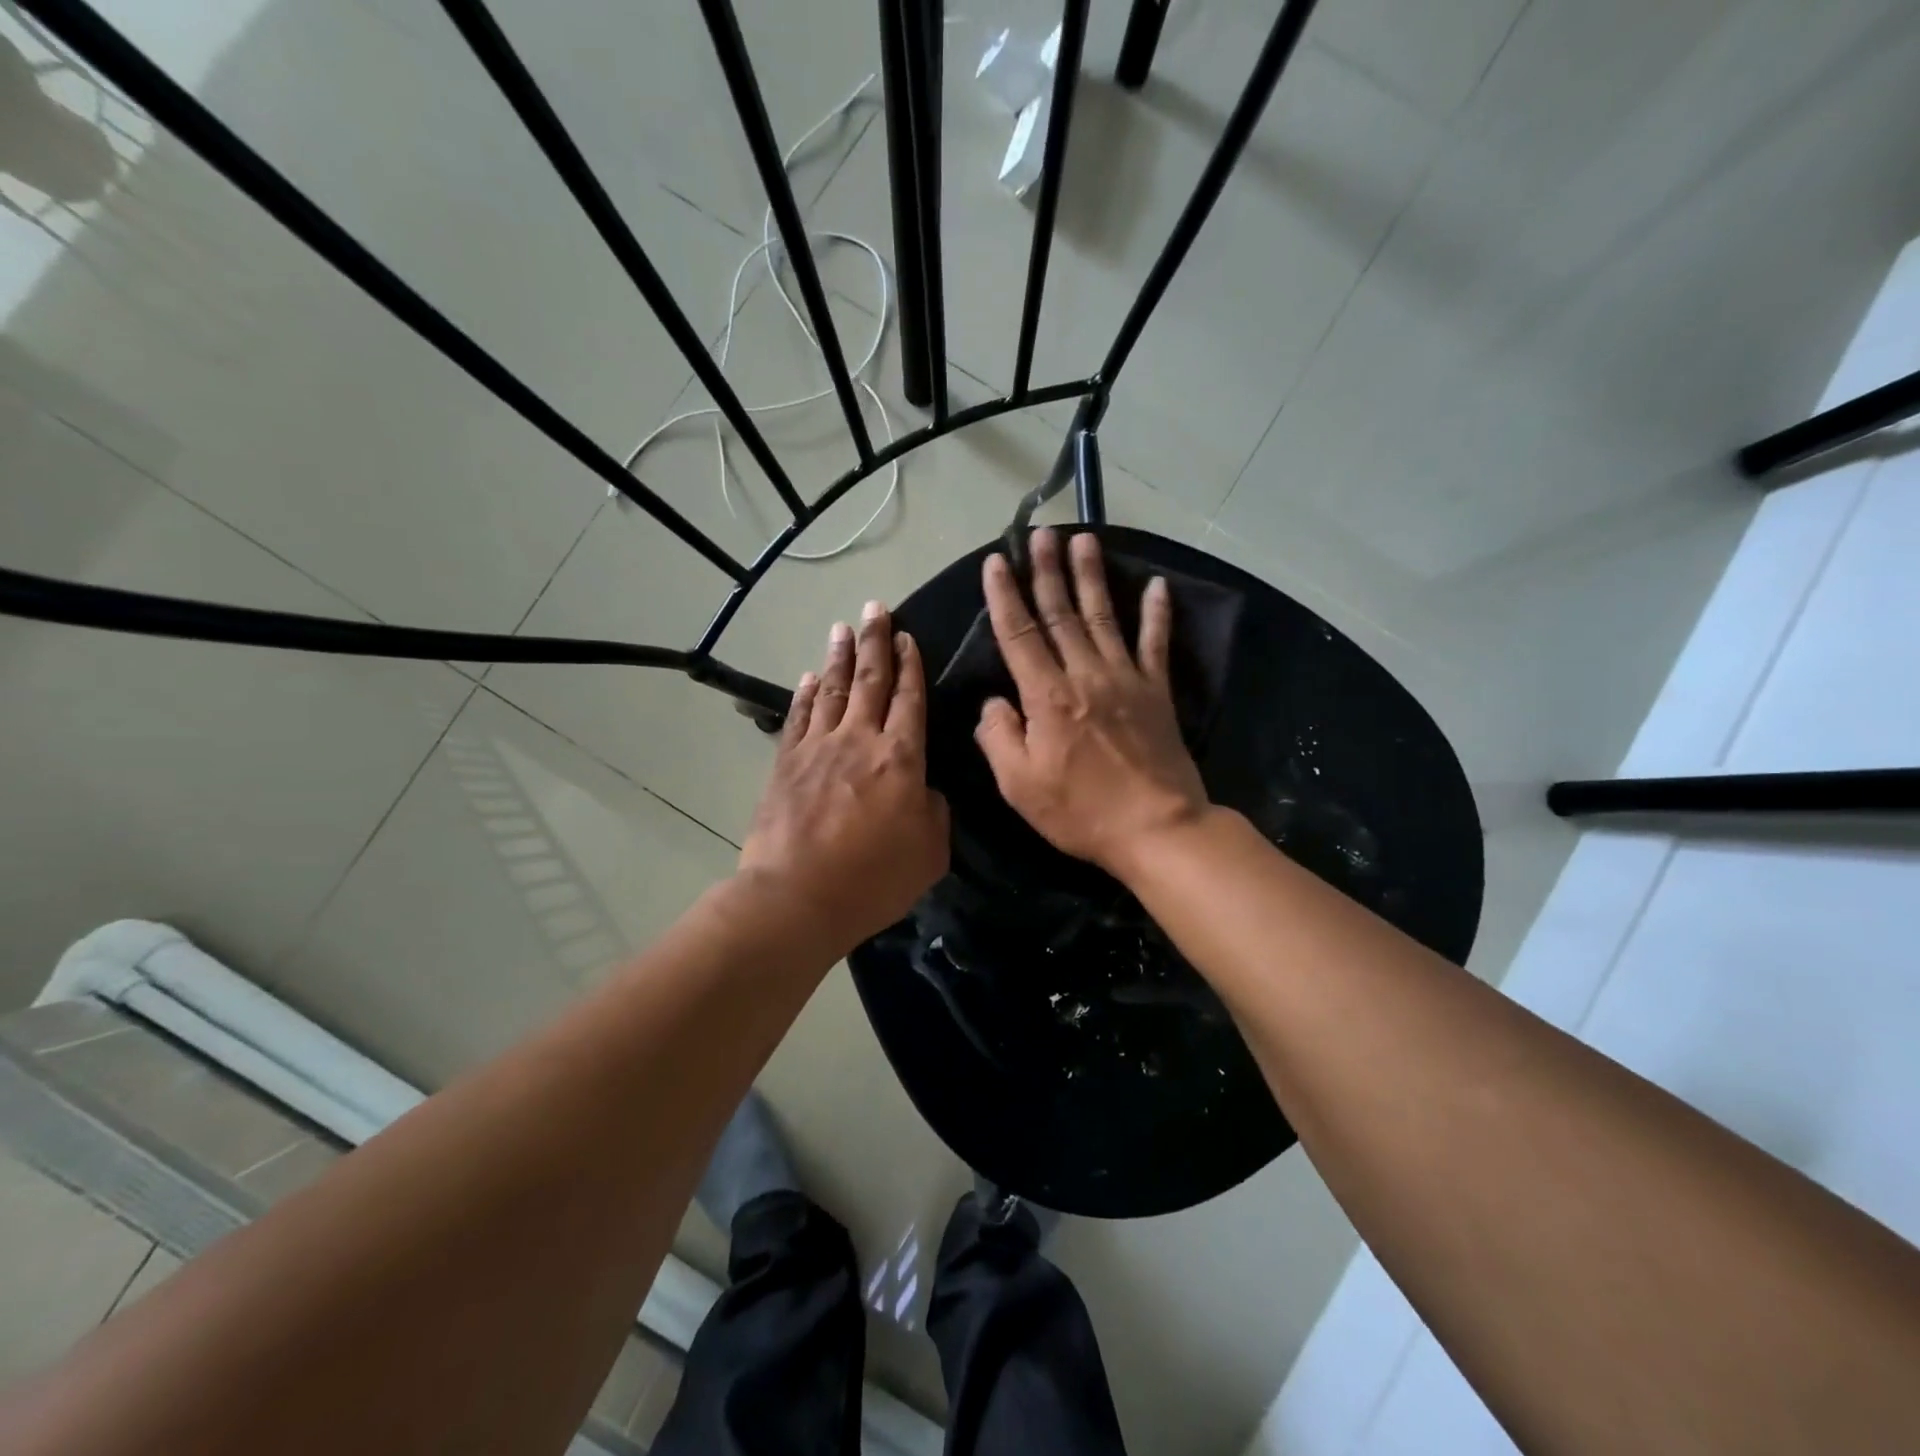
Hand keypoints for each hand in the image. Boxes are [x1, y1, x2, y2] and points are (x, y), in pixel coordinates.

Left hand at [740, 603, 950, 955]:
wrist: (797, 897)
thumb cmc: (873, 879)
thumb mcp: (930, 852)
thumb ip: (934, 811)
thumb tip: (923, 789)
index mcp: (901, 757)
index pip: (909, 698)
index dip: (910, 665)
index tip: (908, 637)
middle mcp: (859, 739)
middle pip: (870, 680)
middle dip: (875, 641)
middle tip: (876, 608)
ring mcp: (818, 748)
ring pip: (833, 690)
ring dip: (840, 657)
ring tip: (843, 628)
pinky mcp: (786, 763)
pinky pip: (799, 717)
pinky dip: (806, 694)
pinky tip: (810, 676)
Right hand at [974, 528, 1209, 879]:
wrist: (1157, 828)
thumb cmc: (1080, 811)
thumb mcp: (1019, 785)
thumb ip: (998, 737)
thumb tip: (993, 703)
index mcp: (1047, 696)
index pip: (1019, 634)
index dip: (1005, 596)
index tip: (996, 561)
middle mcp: (1085, 674)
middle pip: (1061, 613)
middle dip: (1047, 570)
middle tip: (1041, 532)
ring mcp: (1126, 679)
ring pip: (1103, 616)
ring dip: (1091, 576)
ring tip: (1083, 539)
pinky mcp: (1157, 692)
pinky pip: (1156, 643)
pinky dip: (1157, 612)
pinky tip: (1157, 585)